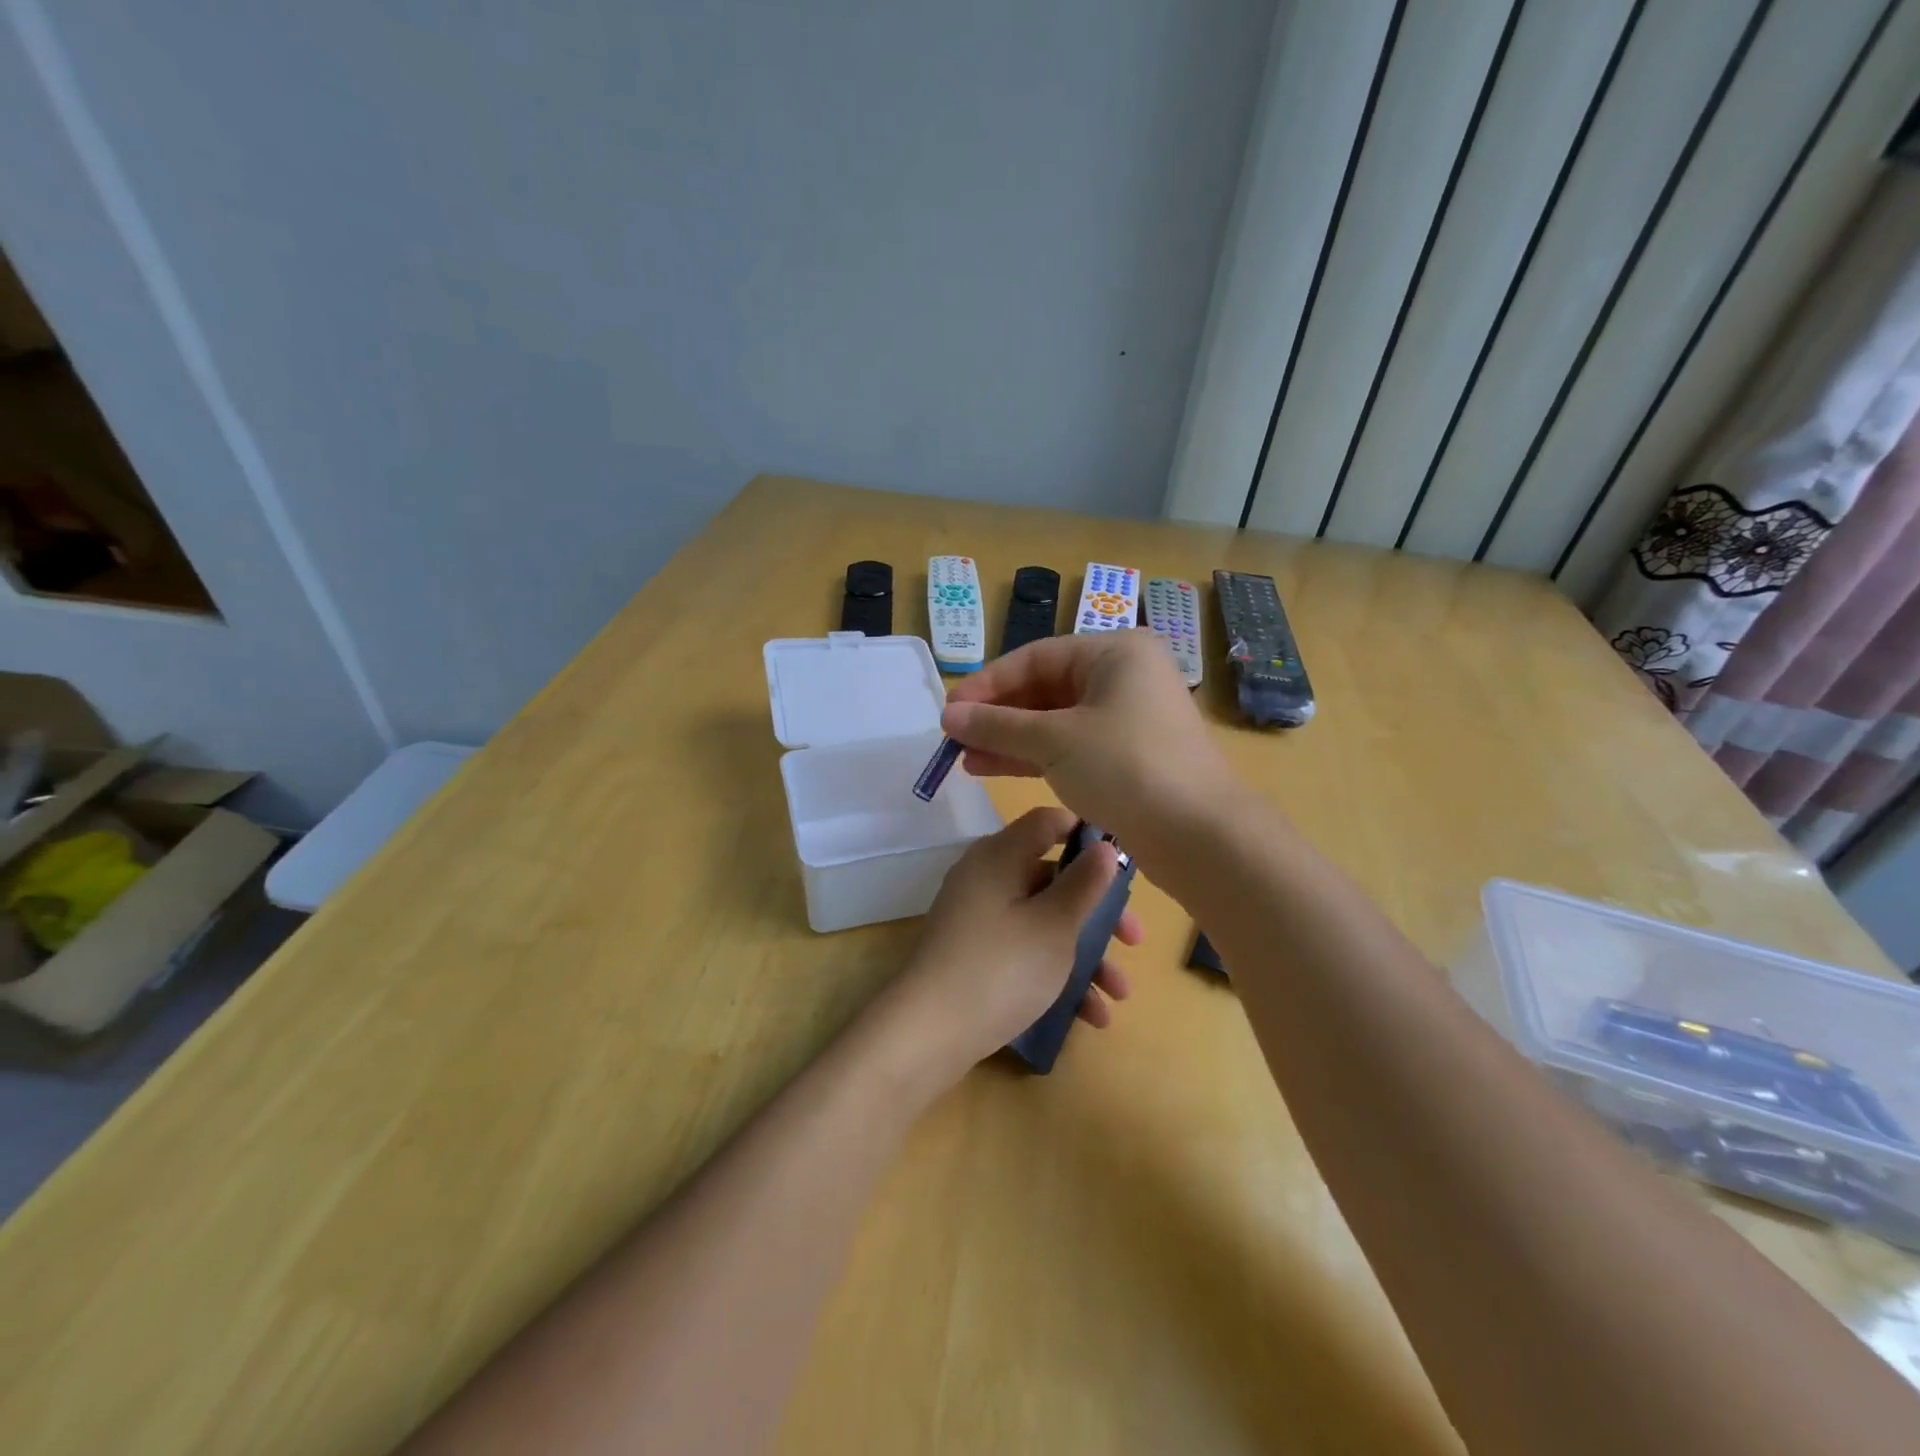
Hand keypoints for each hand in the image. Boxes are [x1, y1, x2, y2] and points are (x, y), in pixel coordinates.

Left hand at [875, 807, 1139, 1085]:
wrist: (927, 1034)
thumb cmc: (1001, 968)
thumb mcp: (1054, 925)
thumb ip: (1084, 883)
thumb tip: (1104, 846)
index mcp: (1000, 856)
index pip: (1048, 823)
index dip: (1087, 834)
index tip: (1124, 861)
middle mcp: (986, 878)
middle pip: (1051, 878)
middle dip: (1098, 912)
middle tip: (1134, 941)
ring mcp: (977, 919)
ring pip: (1042, 922)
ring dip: (1085, 955)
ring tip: (1119, 995)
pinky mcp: (974, 955)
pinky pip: (1023, 951)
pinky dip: (1056, 974)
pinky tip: (1090, 1017)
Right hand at [940, 630, 1233, 850]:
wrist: (1199, 835)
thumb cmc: (1126, 767)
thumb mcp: (1055, 741)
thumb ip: (998, 725)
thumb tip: (948, 715)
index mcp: (1115, 654)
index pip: (1036, 657)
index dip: (988, 683)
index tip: (950, 709)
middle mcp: (1123, 678)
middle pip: (1045, 688)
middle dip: (997, 715)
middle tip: (954, 737)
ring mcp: (1126, 720)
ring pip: (1055, 722)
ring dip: (1009, 738)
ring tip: (963, 757)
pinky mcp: (1126, 758)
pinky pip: (1069, 747)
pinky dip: (1033, 757)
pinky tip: (992, 768)